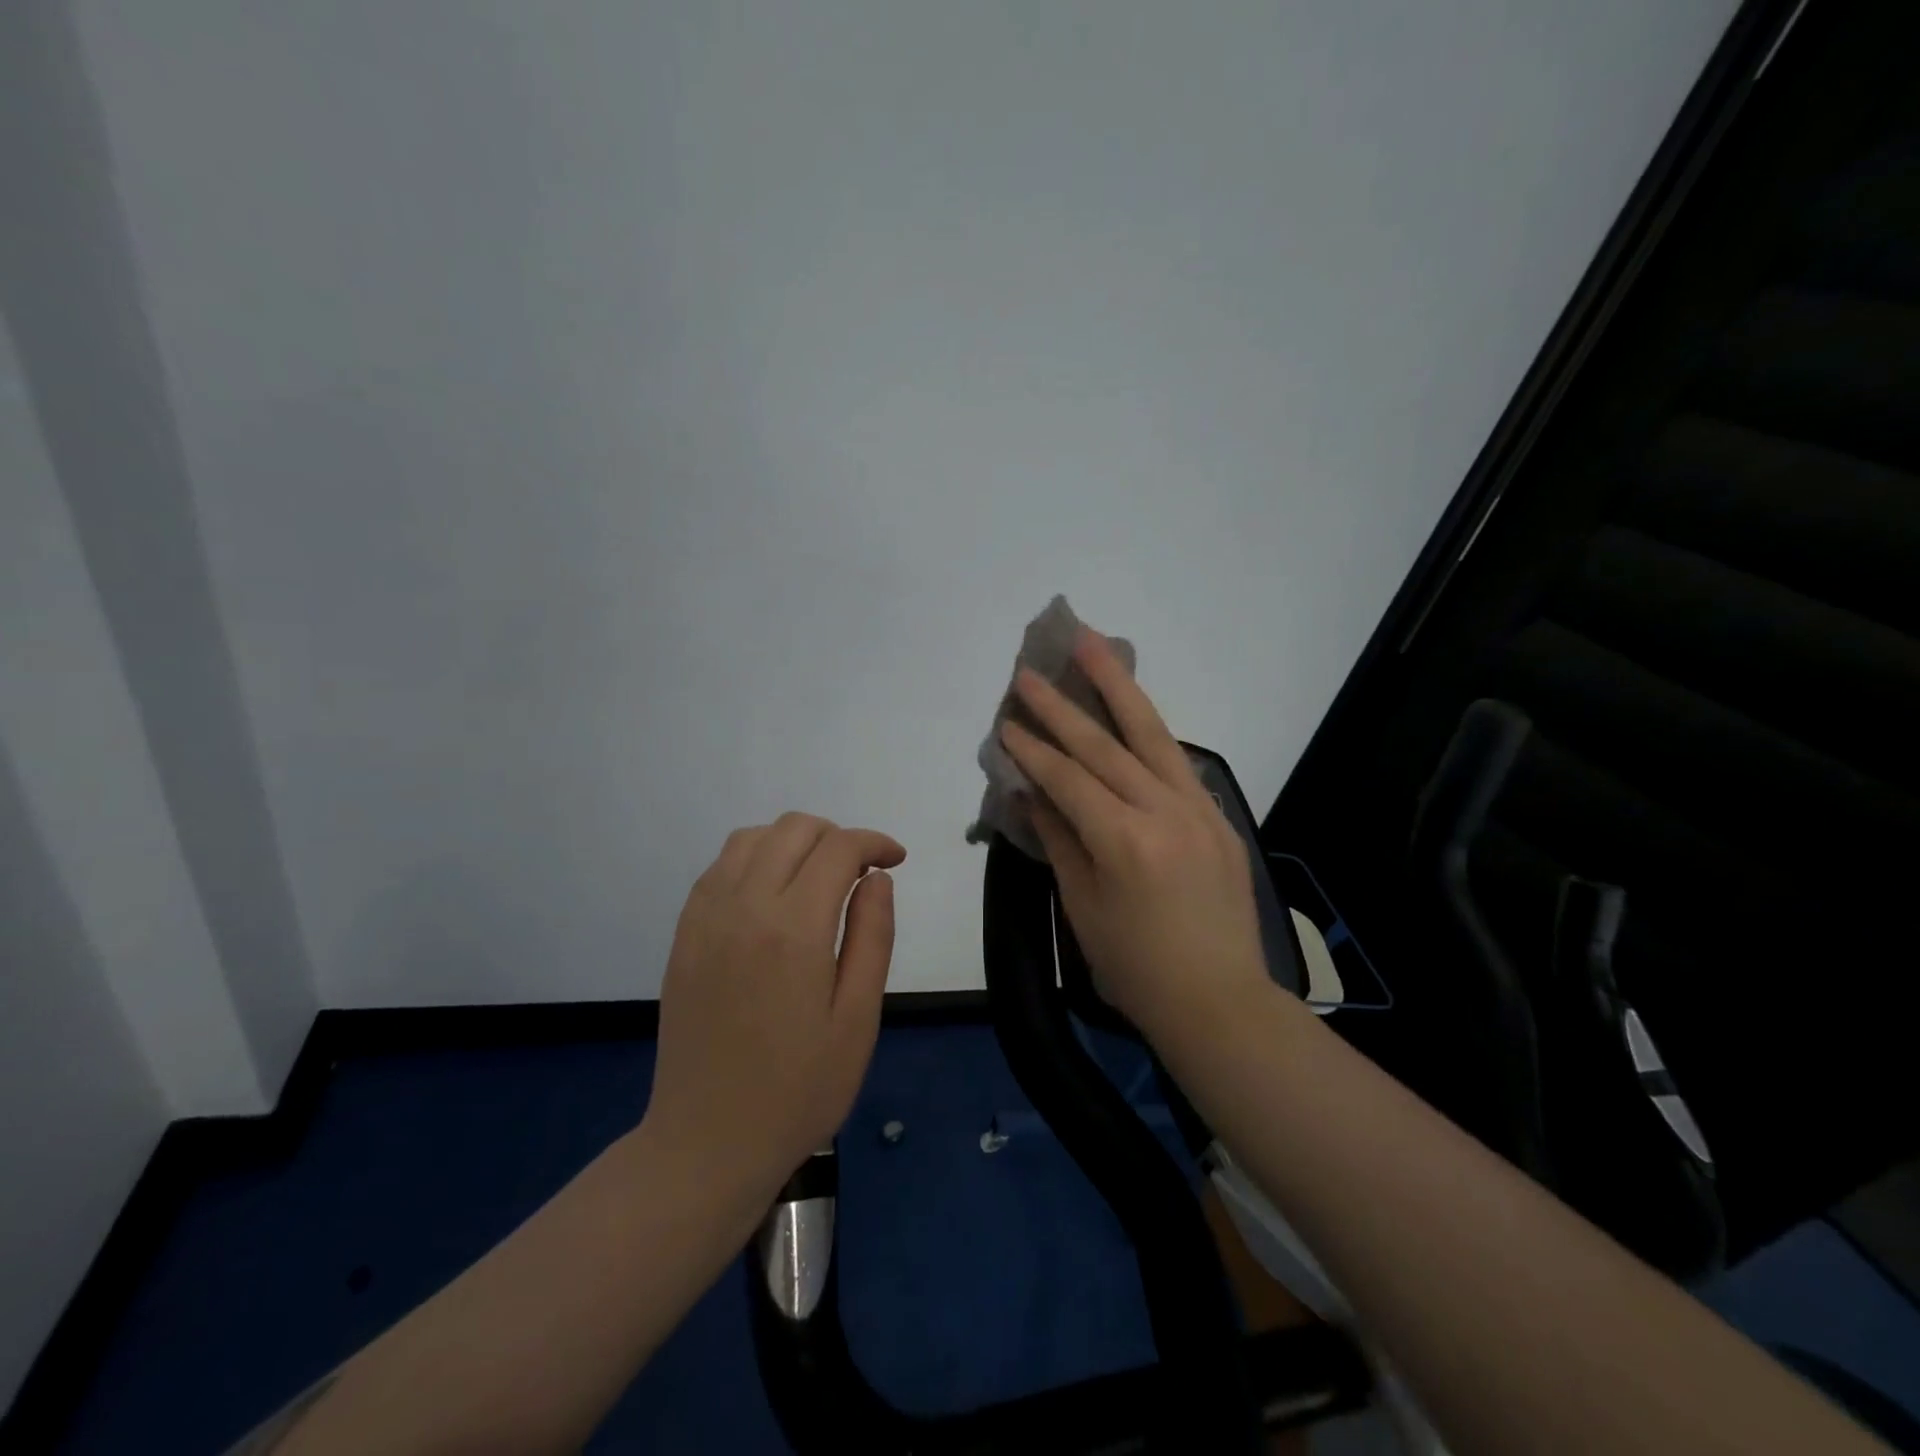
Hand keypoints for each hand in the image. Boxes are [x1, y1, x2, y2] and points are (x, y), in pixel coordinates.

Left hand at [646, 813, 905, 1197]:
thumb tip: (878, 877)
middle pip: (793, 829)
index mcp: (794, 929)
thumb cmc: (799, 1089)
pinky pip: (719, 868)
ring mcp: (706, 918)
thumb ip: (873, 936)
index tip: (895, 860)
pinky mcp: (684, 935)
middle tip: (860, 873)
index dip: (874, 842)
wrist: (708, 1143)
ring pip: (751, 838)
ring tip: (816, 879)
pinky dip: (754, 859)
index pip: (838, 849)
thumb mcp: (858, 1018)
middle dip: (836, 836)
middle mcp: (744, 907)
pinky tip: (772, 896)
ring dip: (792, 842)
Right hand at [998, 630, 1272, 1044]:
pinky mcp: (1219, 817)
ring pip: (1152, 734)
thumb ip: (1059, 840)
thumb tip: (1033, 792)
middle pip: (1106, 744)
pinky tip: (1131, 711)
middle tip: (1031, 669)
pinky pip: (1177, 763)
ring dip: (1119, 686)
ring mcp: (1198, 809)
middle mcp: (1164, 812)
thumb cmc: (1136, 968)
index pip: (1067, 779)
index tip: (1006, 722)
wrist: (1220, 1002)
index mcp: (1123, 841)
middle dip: (1063, 704)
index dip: (1032, 749)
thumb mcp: (1083, 908)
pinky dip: (1149, 732)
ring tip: (1093, 645)